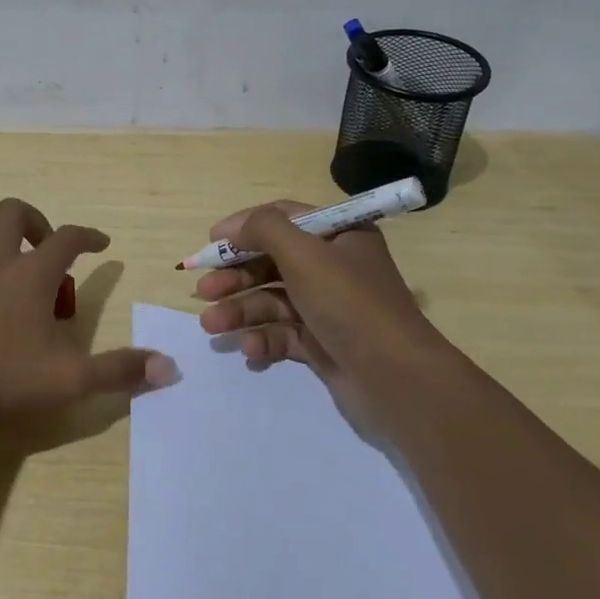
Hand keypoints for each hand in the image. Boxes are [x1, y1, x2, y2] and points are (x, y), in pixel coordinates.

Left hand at [0, 198, 177, 430]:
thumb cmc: (2, 378)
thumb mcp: (72, 380)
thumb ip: (120, 371)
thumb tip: (169, 367)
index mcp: (33, 274)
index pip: (69, 237)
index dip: (89, 236)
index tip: (101, 244)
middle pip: (13, 212)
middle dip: (34, 220)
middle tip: (44, 249)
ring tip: (3, 259)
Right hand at [192, 200, 449, 433]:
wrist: (397, 380)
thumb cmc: (350, 304)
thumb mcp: (305, 254)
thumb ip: (264, 229)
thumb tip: (232, 227)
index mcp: (339, 236)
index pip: (283, 219)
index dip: (244, 228)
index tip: (210, 243)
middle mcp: (335, 267)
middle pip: (272, 263)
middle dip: (235, 277)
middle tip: (202, 291)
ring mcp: (328, 308)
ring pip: (272, 301)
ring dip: (240, 311)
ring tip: (212, 326)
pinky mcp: (323, 344)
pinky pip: (283, 334)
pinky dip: (264, 339)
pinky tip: (250, 350)